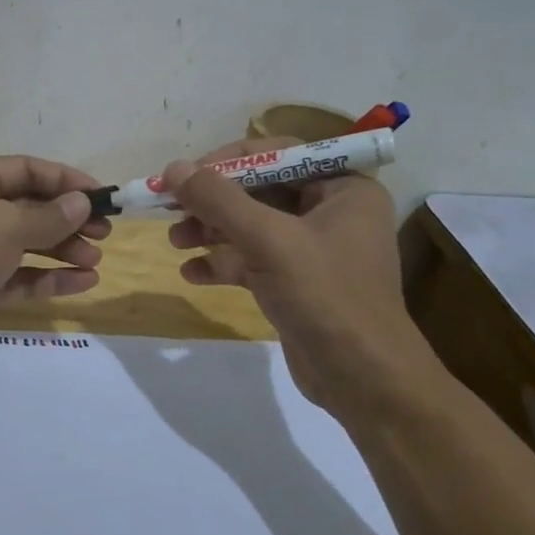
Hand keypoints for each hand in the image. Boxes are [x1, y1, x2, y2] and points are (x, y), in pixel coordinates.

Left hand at [0, 156, 111, 357]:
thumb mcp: (6, 225)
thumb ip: (49, 216)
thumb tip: (81, 203)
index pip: (25, 170)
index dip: (65, 180)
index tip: (101, 195)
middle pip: (28, 208)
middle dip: (67, 220)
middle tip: (104, 233)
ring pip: (26, 244)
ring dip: (62, 250)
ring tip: (96, 261)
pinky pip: (19, 277)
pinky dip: (48, 278)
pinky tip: (82, 283)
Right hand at [162, 137, 432, 404]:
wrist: (364, 381)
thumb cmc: (325, 296)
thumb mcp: (268, 240)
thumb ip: (218, 200)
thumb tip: (173, 168)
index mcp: (342, 188)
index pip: (276, 154)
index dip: (226, 161)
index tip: (184, 176)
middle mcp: (331, 211)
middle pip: (259, 190)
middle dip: (213, 202)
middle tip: (171, 210)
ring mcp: (314, 249)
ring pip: (251, 226)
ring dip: (211, 231)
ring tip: (175, 241)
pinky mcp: (297, 282)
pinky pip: (253, 259)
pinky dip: (222, 262)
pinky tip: (191, 274)